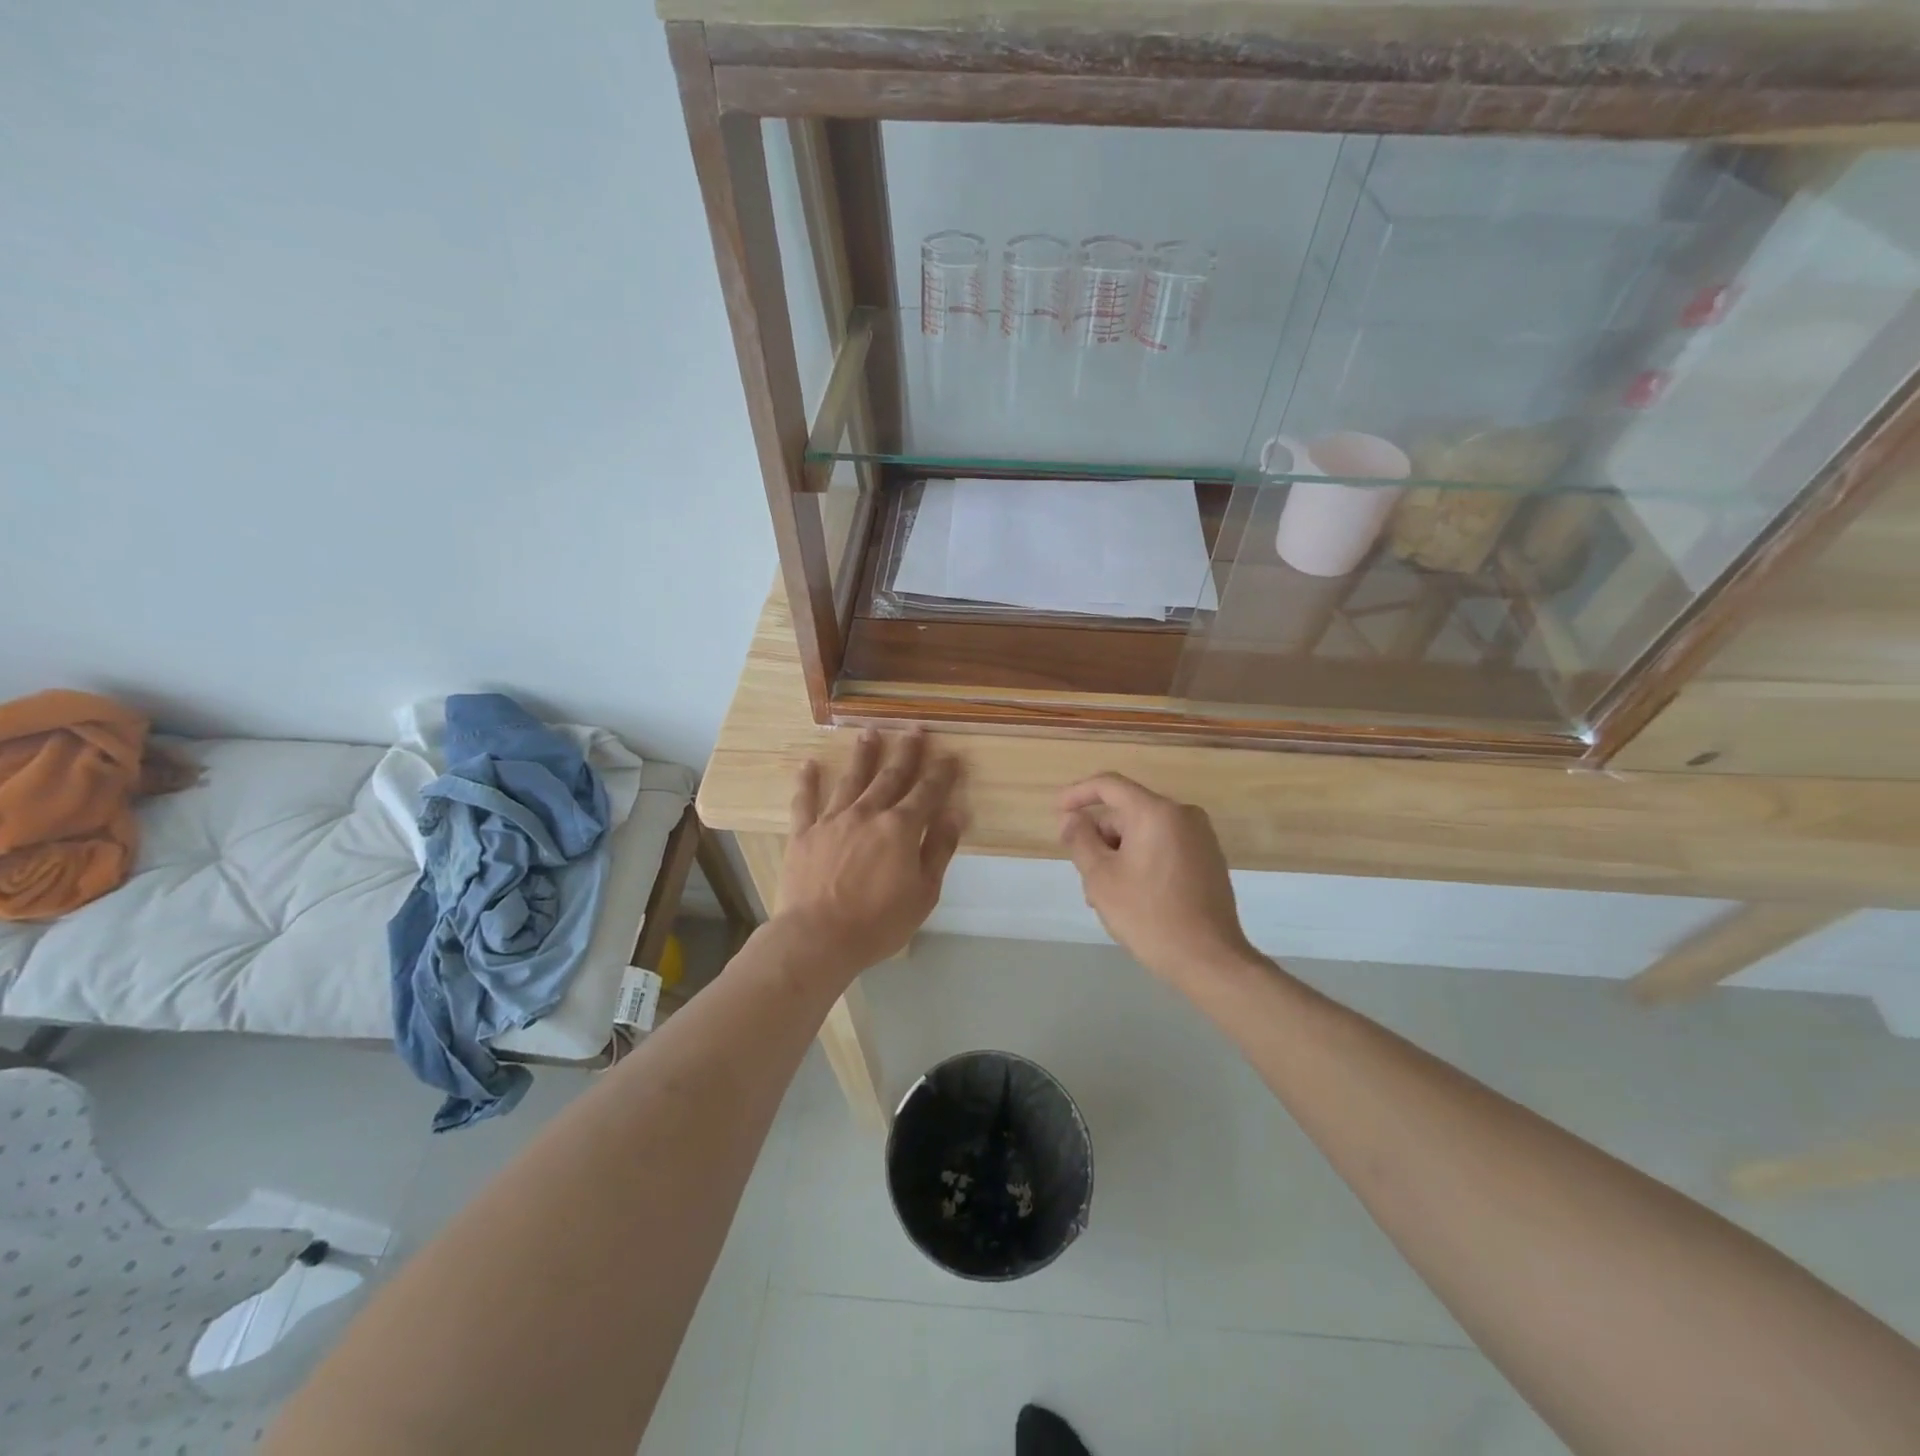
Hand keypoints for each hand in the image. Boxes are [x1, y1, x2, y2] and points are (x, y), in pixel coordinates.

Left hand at [775, 729, 964, 982]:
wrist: (818, 938)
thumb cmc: (878, 923)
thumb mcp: (924, 893)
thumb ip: (939, 849)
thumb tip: (954, 813)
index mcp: (900, 828)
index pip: (927, 792)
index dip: (941, 773)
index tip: (951, 756)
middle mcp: (868, 813)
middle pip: (890, 776)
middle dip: (906, 752)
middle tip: (914, 729)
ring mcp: (833, 820)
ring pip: (851, 779)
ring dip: (863, 755)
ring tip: (869, 732)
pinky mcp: (803, 833)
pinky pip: (805, 801)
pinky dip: (807, 782)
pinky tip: (808, 764)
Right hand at [1058, 773, 1253, 985]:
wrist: (1209, 959)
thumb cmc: (1148, 915)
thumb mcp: (1101, 877)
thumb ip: (1080, 840)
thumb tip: (1071, 818)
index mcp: (1156, 812)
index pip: (1109, 785)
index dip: (1078, 794)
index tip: (1057, 811)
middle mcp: (1183, 815)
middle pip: (1127, 813)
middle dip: (1100, 838)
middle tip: (1084, 876)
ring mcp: (1201, 838)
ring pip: (1145, 833)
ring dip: (1119, 855)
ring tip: (1105, 896)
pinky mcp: (1209, 860)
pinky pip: (1164, 847)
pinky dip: (1142, 861)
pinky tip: (1132, 896)